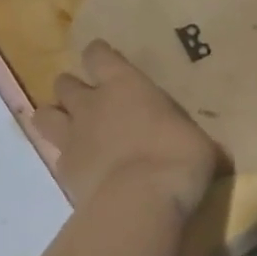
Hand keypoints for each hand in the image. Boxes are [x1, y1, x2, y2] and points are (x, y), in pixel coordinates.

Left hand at [35, 40, 221, 214]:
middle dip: (74, 89)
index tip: (105, 61)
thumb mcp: (199, 143)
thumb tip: (211, 152)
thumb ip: (190, 138)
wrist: (142, 200)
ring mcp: (72, 137)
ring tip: (71, 130)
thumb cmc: (179, 157)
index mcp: (125, 84)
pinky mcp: (63, 171)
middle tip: (91, 103)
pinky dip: (66, 160)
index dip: (99, 56)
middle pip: (65, 82)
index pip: (98, 55)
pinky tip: (82, 170)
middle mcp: (92, 103)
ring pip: (45, 114)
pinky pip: (56, 157)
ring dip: (55, 118)